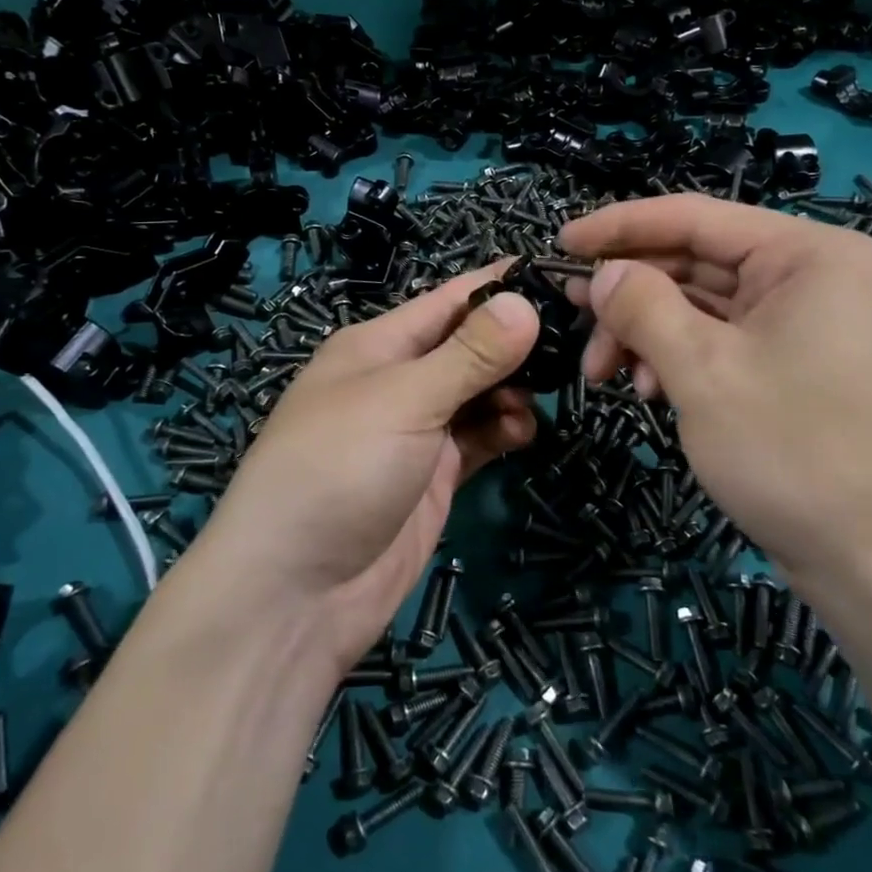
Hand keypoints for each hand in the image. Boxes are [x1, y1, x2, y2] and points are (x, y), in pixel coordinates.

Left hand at [193, 266, 540, 669]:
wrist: (297, 594)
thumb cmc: (340, 469)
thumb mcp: (405, 400)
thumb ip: (470, 353)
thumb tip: (524, 302)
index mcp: (378, 345)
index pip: (449, 299)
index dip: (501, 285)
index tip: (561, 277)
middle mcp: (398, 380)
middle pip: (469, 346)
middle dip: (515, 343)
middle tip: (574, 345)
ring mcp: (417, 431)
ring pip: (479, 393)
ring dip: (512, 391)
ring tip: (535, 400)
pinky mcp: (433, 476)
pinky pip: (479, 438)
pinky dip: (503, 430)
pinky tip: (521, 434)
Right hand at [559, 195, 871, 606]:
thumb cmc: (791, 452)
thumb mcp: (701, 370)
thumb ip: (642, 306)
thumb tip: (602, 273)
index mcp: (808, 254)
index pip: (695, 217)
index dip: (620, 227)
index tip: (561, 244)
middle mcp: (814, 274)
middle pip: (697, 262)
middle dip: (630, 294)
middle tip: (571, 316)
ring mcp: (809, 321)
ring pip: (703, 305)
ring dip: (647, 332)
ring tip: (603, 373)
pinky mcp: (798, 363)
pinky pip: (723, 339)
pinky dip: (677, 357)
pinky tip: (648, 391)